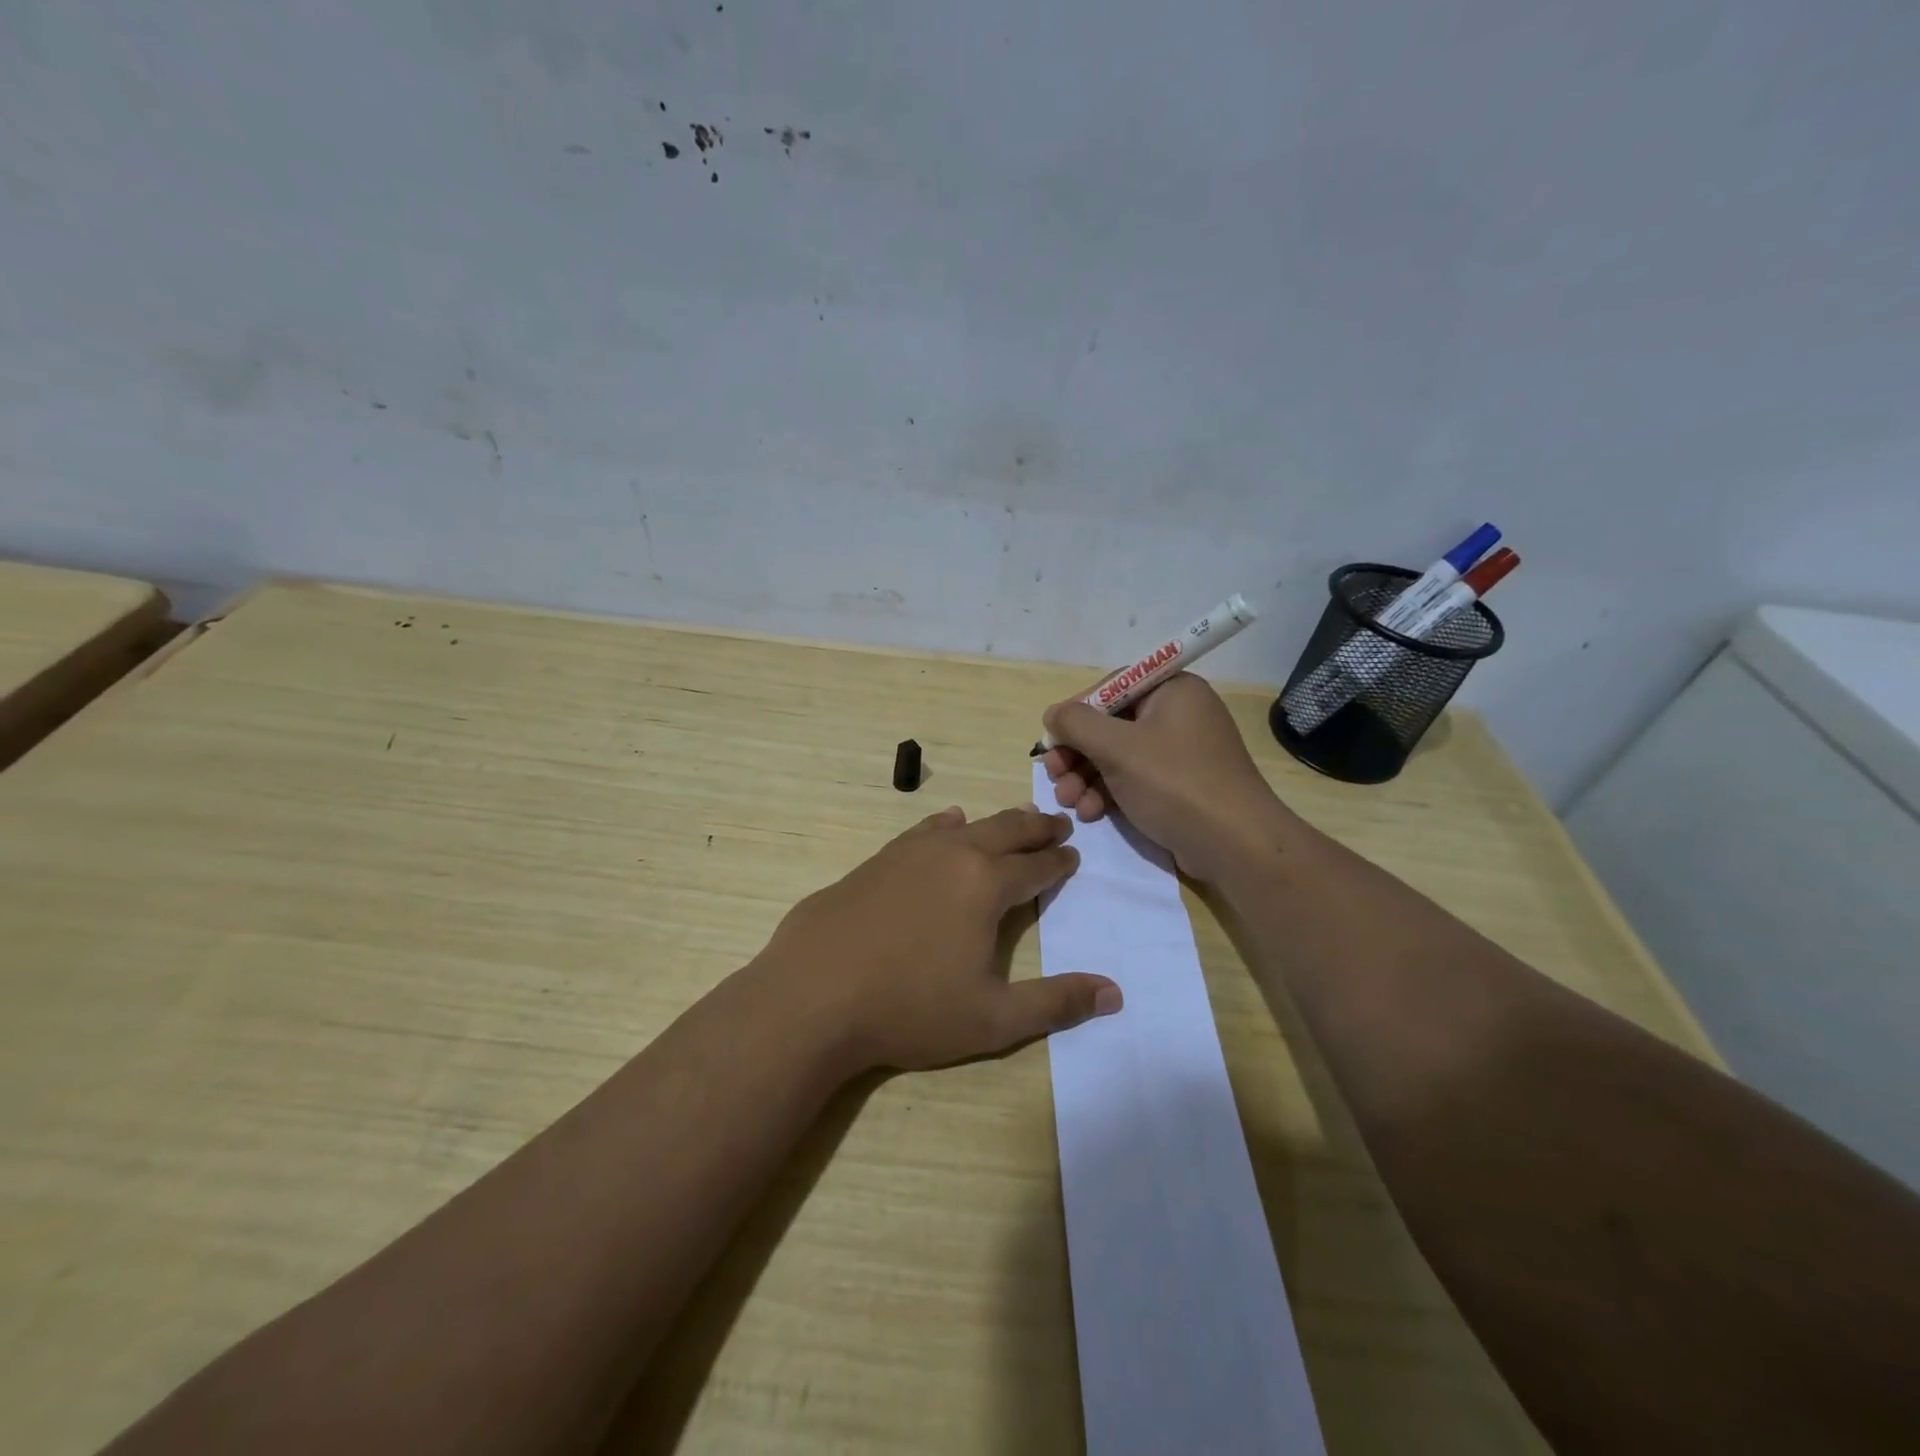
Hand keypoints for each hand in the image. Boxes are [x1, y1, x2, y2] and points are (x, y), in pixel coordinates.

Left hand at [752, 805, 1121, 1072]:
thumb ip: (1055, 1003)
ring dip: (996, 823)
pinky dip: (944, 825)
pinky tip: (946, 824)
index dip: (1059, 863)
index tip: (1073, 856)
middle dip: (1037, 827)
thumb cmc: (909, 1009)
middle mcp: (952, 855)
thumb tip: (1115, 993)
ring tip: (1014, 820)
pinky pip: (922, 830)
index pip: (1035, 867)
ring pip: (965, 826)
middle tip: (1058, 823)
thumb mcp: (992, 1019)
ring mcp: (909, 853)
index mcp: (985, 886)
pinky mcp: (875, 861)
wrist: (812, 995)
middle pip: (1006, 831)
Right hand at [1041, 673, 1297, 882]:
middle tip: (1053, 775)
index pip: (1111, 688)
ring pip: (1117, 756)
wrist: (1235, 845)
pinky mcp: (1178, 785)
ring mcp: (1179, 752)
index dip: (1076, 714)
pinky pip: (1133, 779)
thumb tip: (1053, 714)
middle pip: (1110, 725)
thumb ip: (1077, 724)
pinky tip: (1091, 813)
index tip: (1052, 742)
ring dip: (1086, 777)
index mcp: (1172, 690)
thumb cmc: (1175, 783)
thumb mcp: (1118, 748)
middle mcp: (1177, 714)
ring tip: (1069, 802)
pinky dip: (1108, 792)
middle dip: (1077, 753)